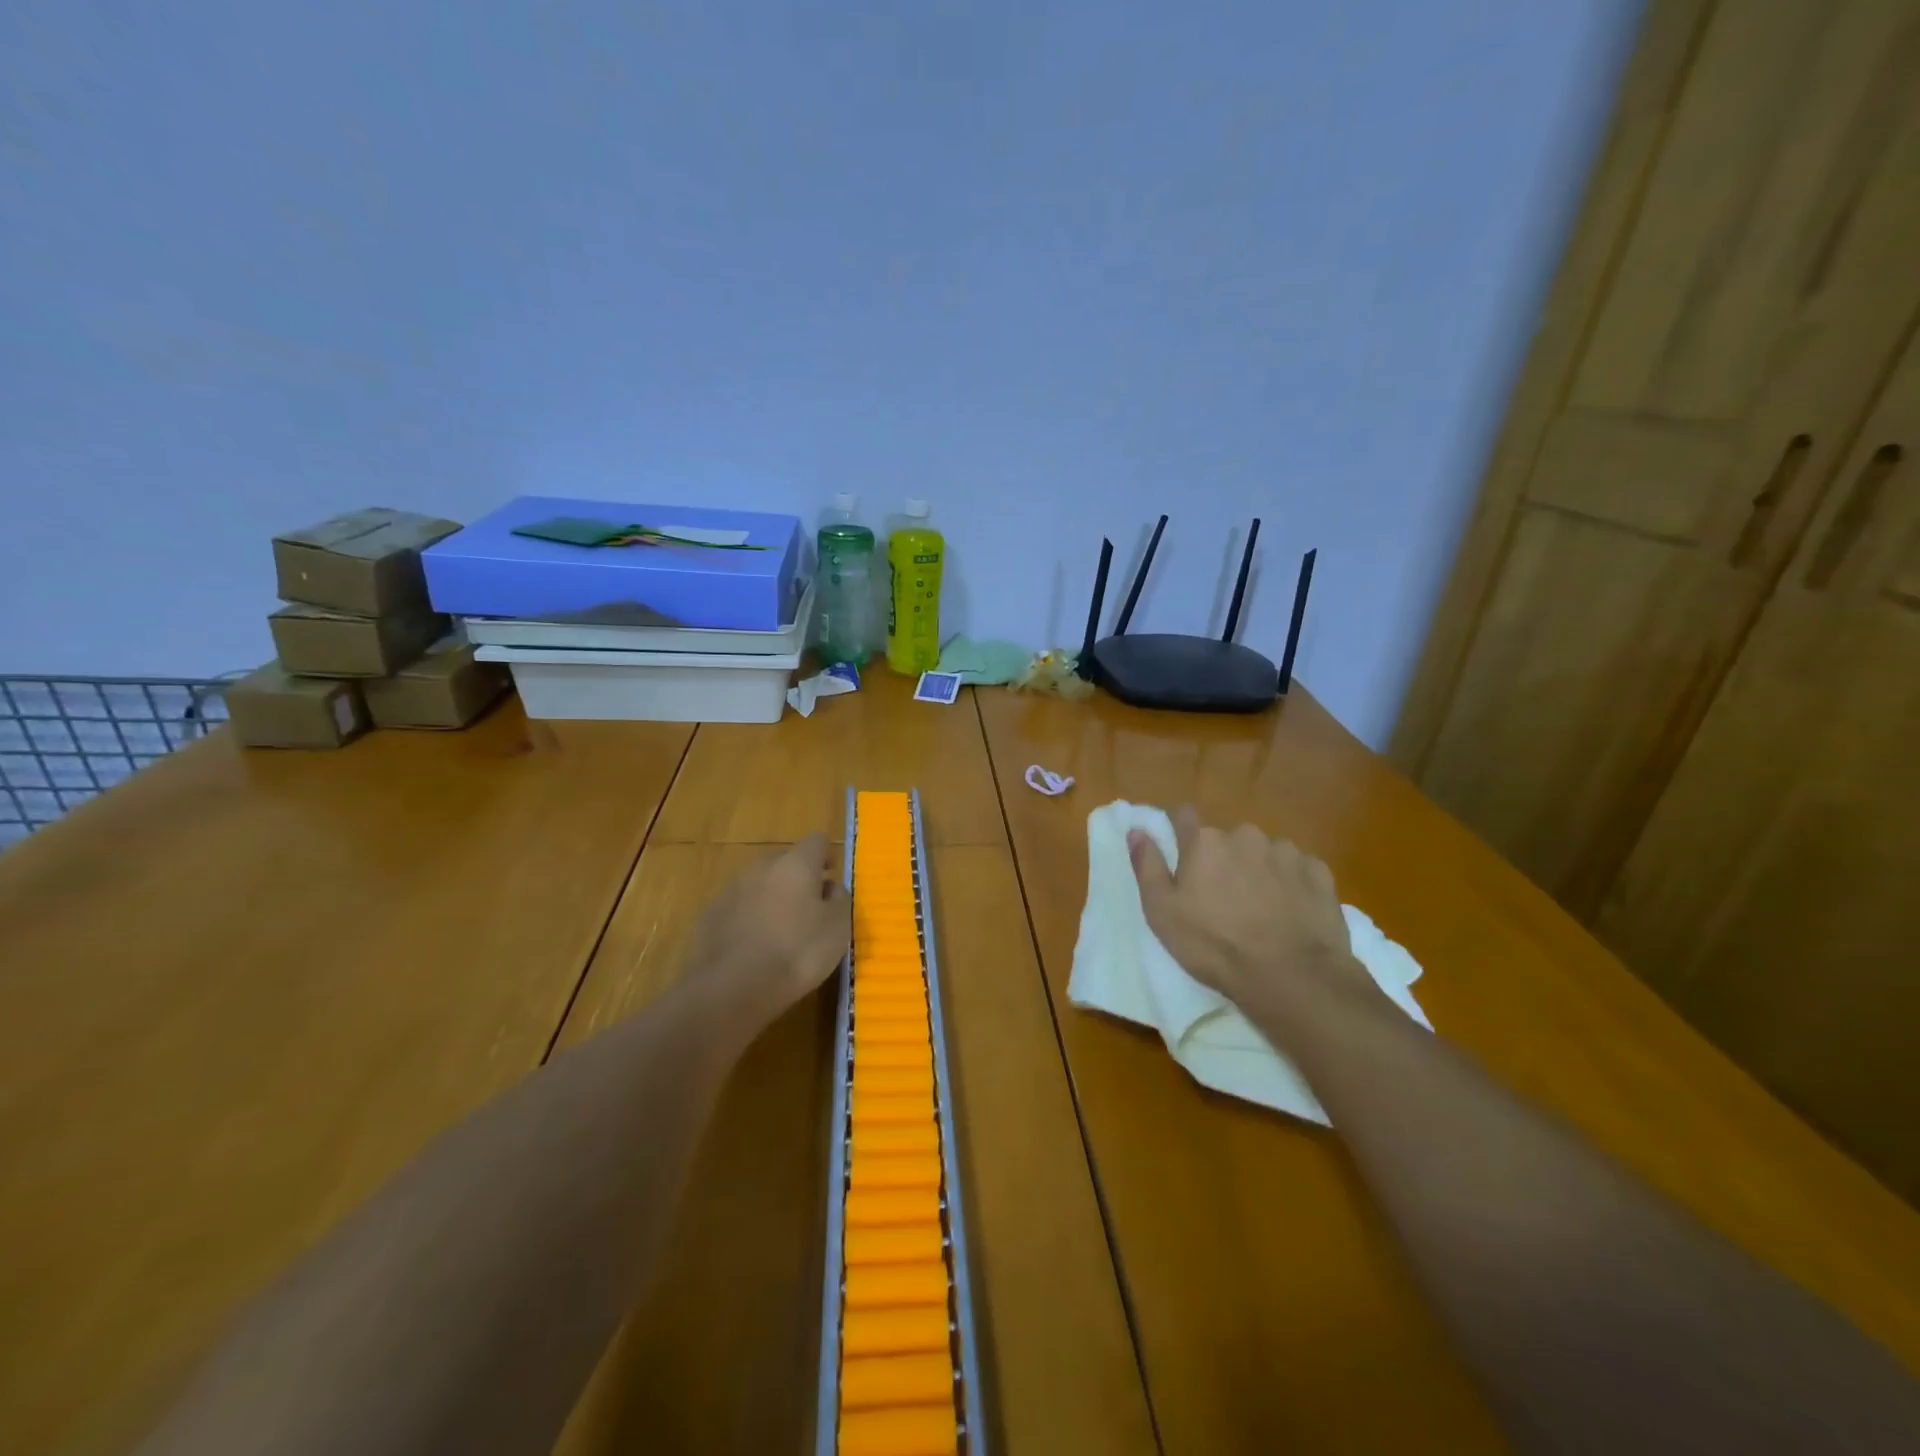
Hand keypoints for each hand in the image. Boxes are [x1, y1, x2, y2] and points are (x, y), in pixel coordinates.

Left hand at [687, 833, 851, 1028]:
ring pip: (759, 883)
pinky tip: (754, 946)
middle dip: (797, 876)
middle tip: (808, 906)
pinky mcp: (710, 915)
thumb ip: (839, 899)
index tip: (830, 876)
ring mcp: (732, 889)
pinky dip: (749, 918)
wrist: (732, 987)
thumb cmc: (796, 952)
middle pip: (784, 859)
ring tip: (780, 929)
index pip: (816, 841)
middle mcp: (761, 867)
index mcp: (796, 864)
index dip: (826, 856)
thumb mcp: (838, 928)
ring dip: (771, 897)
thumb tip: (830, 887)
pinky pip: (738, 907)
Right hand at [1128, 806, 1365, 1015]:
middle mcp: (1244, 836)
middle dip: (1223, 859)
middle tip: (1223, 897)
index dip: (1180, 830)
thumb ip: (1147, 865)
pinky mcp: (1318, 872)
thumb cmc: (1214, 945)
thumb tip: (1137, 830)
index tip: (1180, 851)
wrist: (1290, 976)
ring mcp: (1285, 852)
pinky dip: (1291, 883)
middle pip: (1227, 839)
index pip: (1183, 816)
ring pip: (1264, 853)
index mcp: (1204, 842)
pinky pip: (1298, 869)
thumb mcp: (1162, 912)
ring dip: (1258, 870)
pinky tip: (1291, 912)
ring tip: (1261, 908)